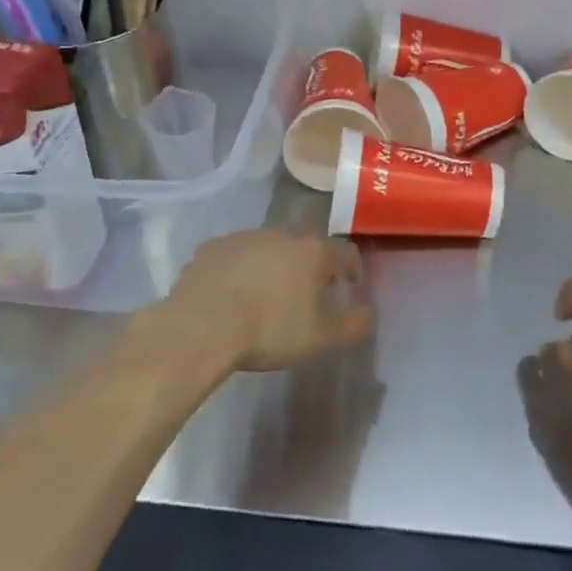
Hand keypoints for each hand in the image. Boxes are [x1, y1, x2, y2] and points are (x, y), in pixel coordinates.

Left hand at [152, 228, 373, 373]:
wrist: (201, 326)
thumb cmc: (269, 329)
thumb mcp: (321, 336)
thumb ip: (353, 323)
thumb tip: (370, 312)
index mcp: (313, 251)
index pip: (345, 252)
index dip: (352, 269)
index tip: (350, 286)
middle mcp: (282, 234)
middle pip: (307, 244)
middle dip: (313, 263)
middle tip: (310, 290)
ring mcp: (244, 237)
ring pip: (270, 246)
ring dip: (276, 263)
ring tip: (270, 292)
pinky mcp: (213, 247)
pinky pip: (237, 255)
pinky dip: (242, 268)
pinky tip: (235, 292)